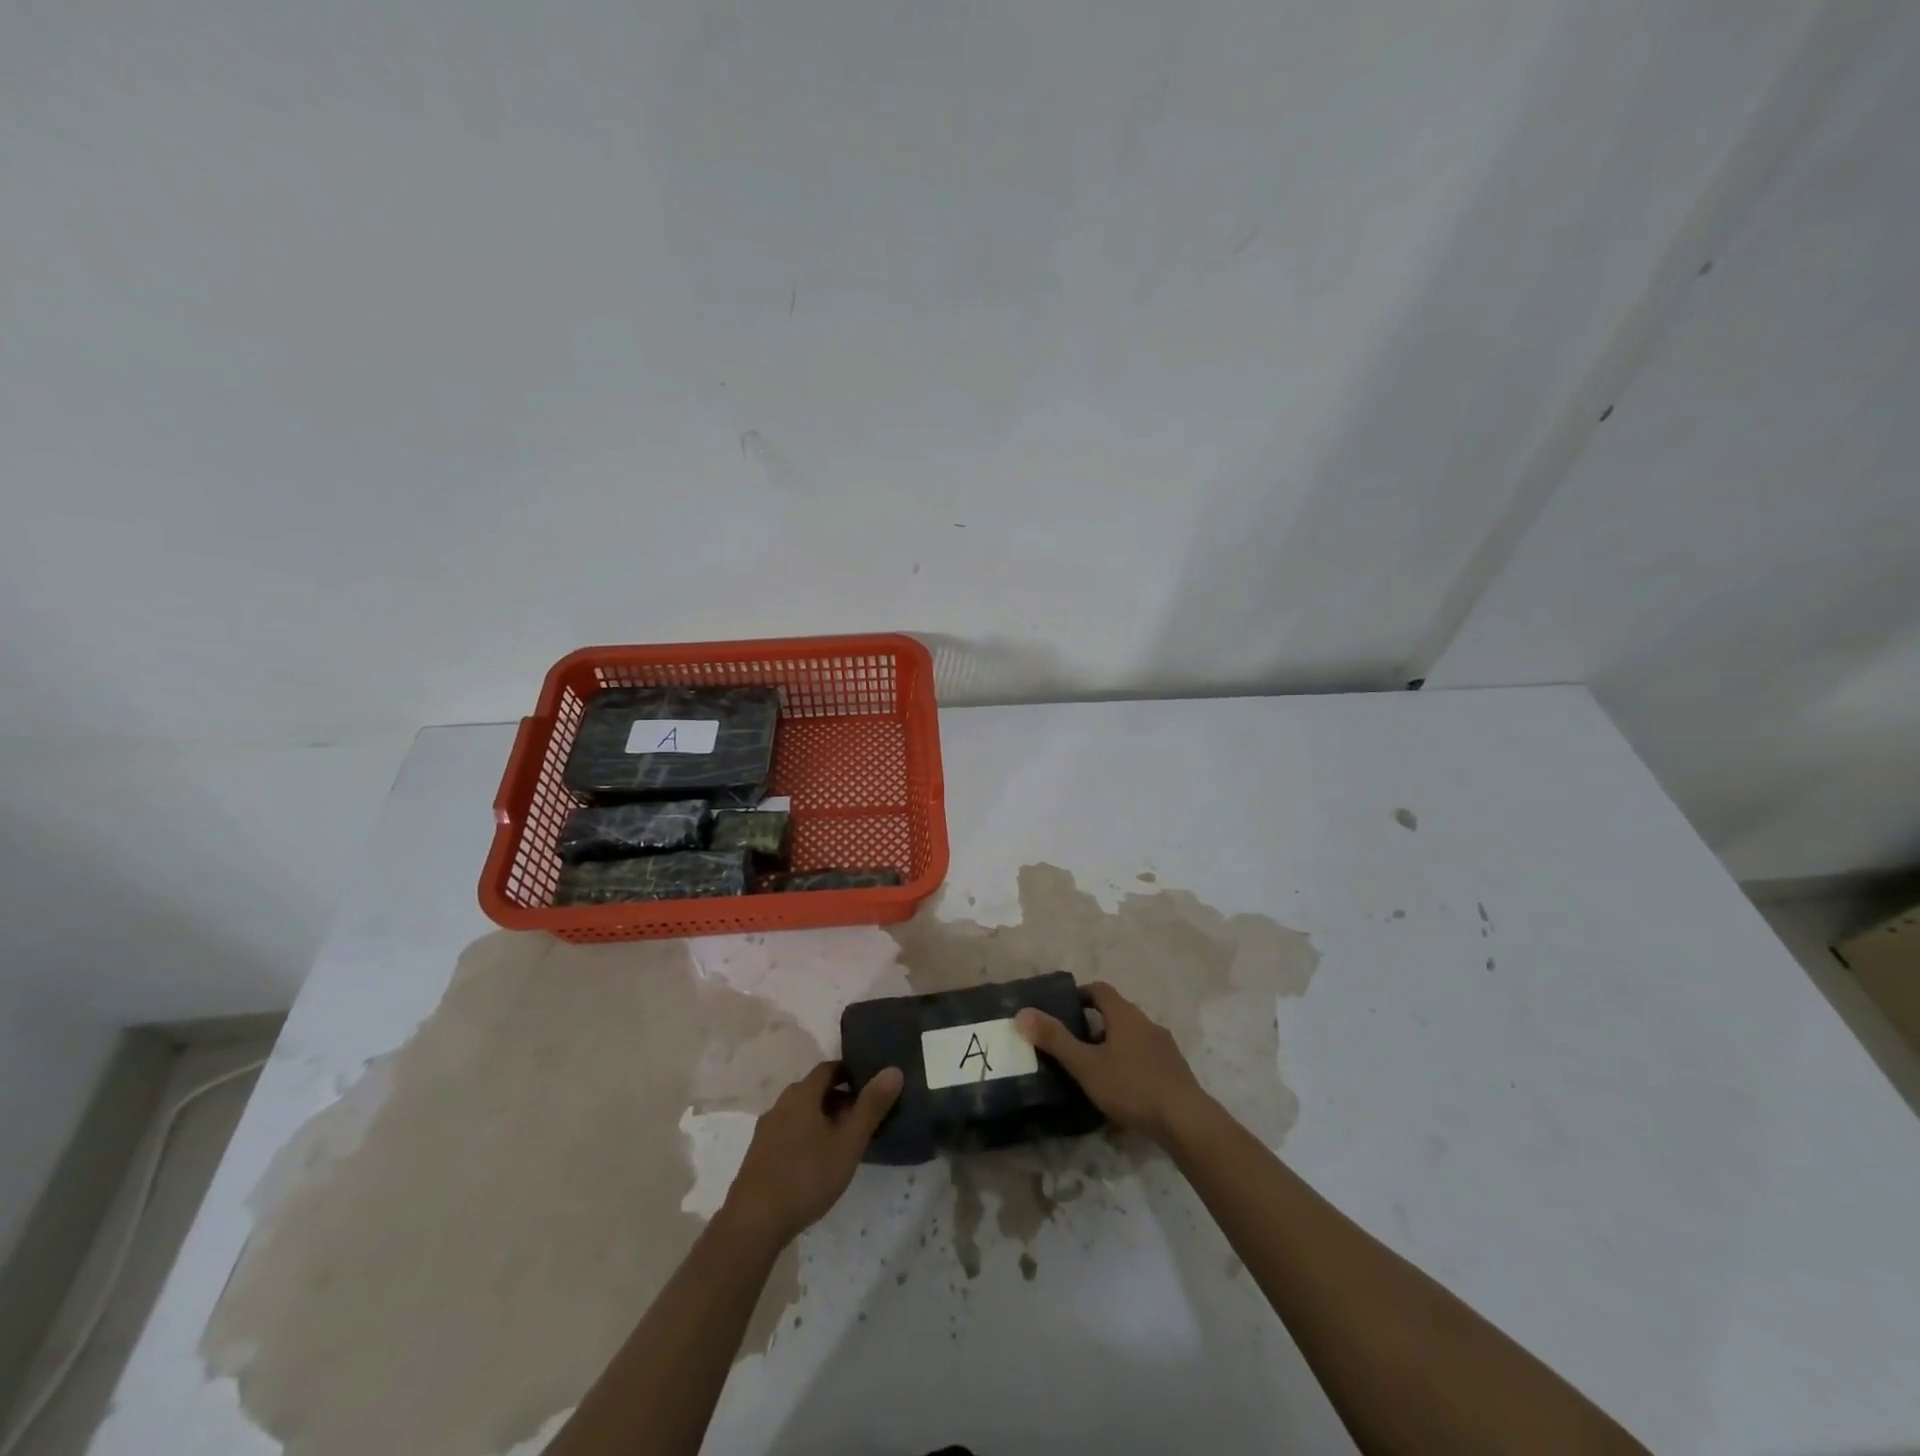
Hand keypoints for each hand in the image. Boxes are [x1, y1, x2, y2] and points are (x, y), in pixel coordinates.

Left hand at [720, 1062, 902, 1246]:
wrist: (753, 1223)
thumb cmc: (806, 1176)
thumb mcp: (848, 1143)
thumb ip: (871, 1106)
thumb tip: (893, 1070)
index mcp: (801, 1095)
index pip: (828, 1069)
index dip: (849, 1072)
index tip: (869, 1084)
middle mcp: (780, 1105)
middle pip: (813, 1090)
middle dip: (838, 1097)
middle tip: (861, 1116)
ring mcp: (766, 1130)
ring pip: (800, 1112)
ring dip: (821, 1118)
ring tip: (842, 1140)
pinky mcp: (758, 1154)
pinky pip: (788, 1132)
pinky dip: (806, 1135)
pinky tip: (816, 1161)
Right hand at [1016, 981, 1213, 1145]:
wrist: (1185, 1120)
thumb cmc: (1131, 1086)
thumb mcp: (1086, 1065)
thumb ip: (1055, 1040)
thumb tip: (1023, 1013)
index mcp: (1125, 1015)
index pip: (1100, 990)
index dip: (1080, 994)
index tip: (1064, 1008)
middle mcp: (1146, 1022)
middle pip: (1117, 1013)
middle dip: (1095, 1023)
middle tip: (1073, 1043)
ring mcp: (1164, 1046)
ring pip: (1133, 1036)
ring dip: (1114, 1045)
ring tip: (1095, 1068)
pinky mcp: (1175, 1070)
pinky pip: (1146, 1057)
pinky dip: (1131, 1064)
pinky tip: (1123, 1090)